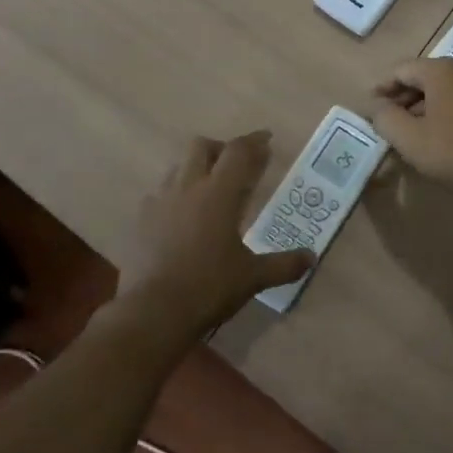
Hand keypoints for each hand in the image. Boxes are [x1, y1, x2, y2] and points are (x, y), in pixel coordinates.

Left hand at [121, 132, 314, 334]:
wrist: (152, 312)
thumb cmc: (209, 287)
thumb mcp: (253, 277)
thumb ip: (284, 264)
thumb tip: (311, 257)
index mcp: (219, 193)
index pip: (238, 152)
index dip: (255, 141)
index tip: (267, 139)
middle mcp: (188, 187)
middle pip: (201, 146)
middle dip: (220, 149)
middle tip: (235, 166)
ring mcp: (159, 201)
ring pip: (177, 167)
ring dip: (195, 168)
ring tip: (208, 190)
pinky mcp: (140, 220)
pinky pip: (159, 194)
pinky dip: (174, 195)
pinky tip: (181, 217)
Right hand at [368, 57, 452, 195]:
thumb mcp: (411, 139)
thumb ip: (386, 119)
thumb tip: (376, 106)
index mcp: (442, 70)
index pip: (401, 70)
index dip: (381, 88)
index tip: (368, 108)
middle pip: (423, 78)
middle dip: (402, 99)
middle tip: (385, 123)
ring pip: (443, 92)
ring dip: (422, 109)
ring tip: (407, 135)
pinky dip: (442, 115)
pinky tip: (436, 139)